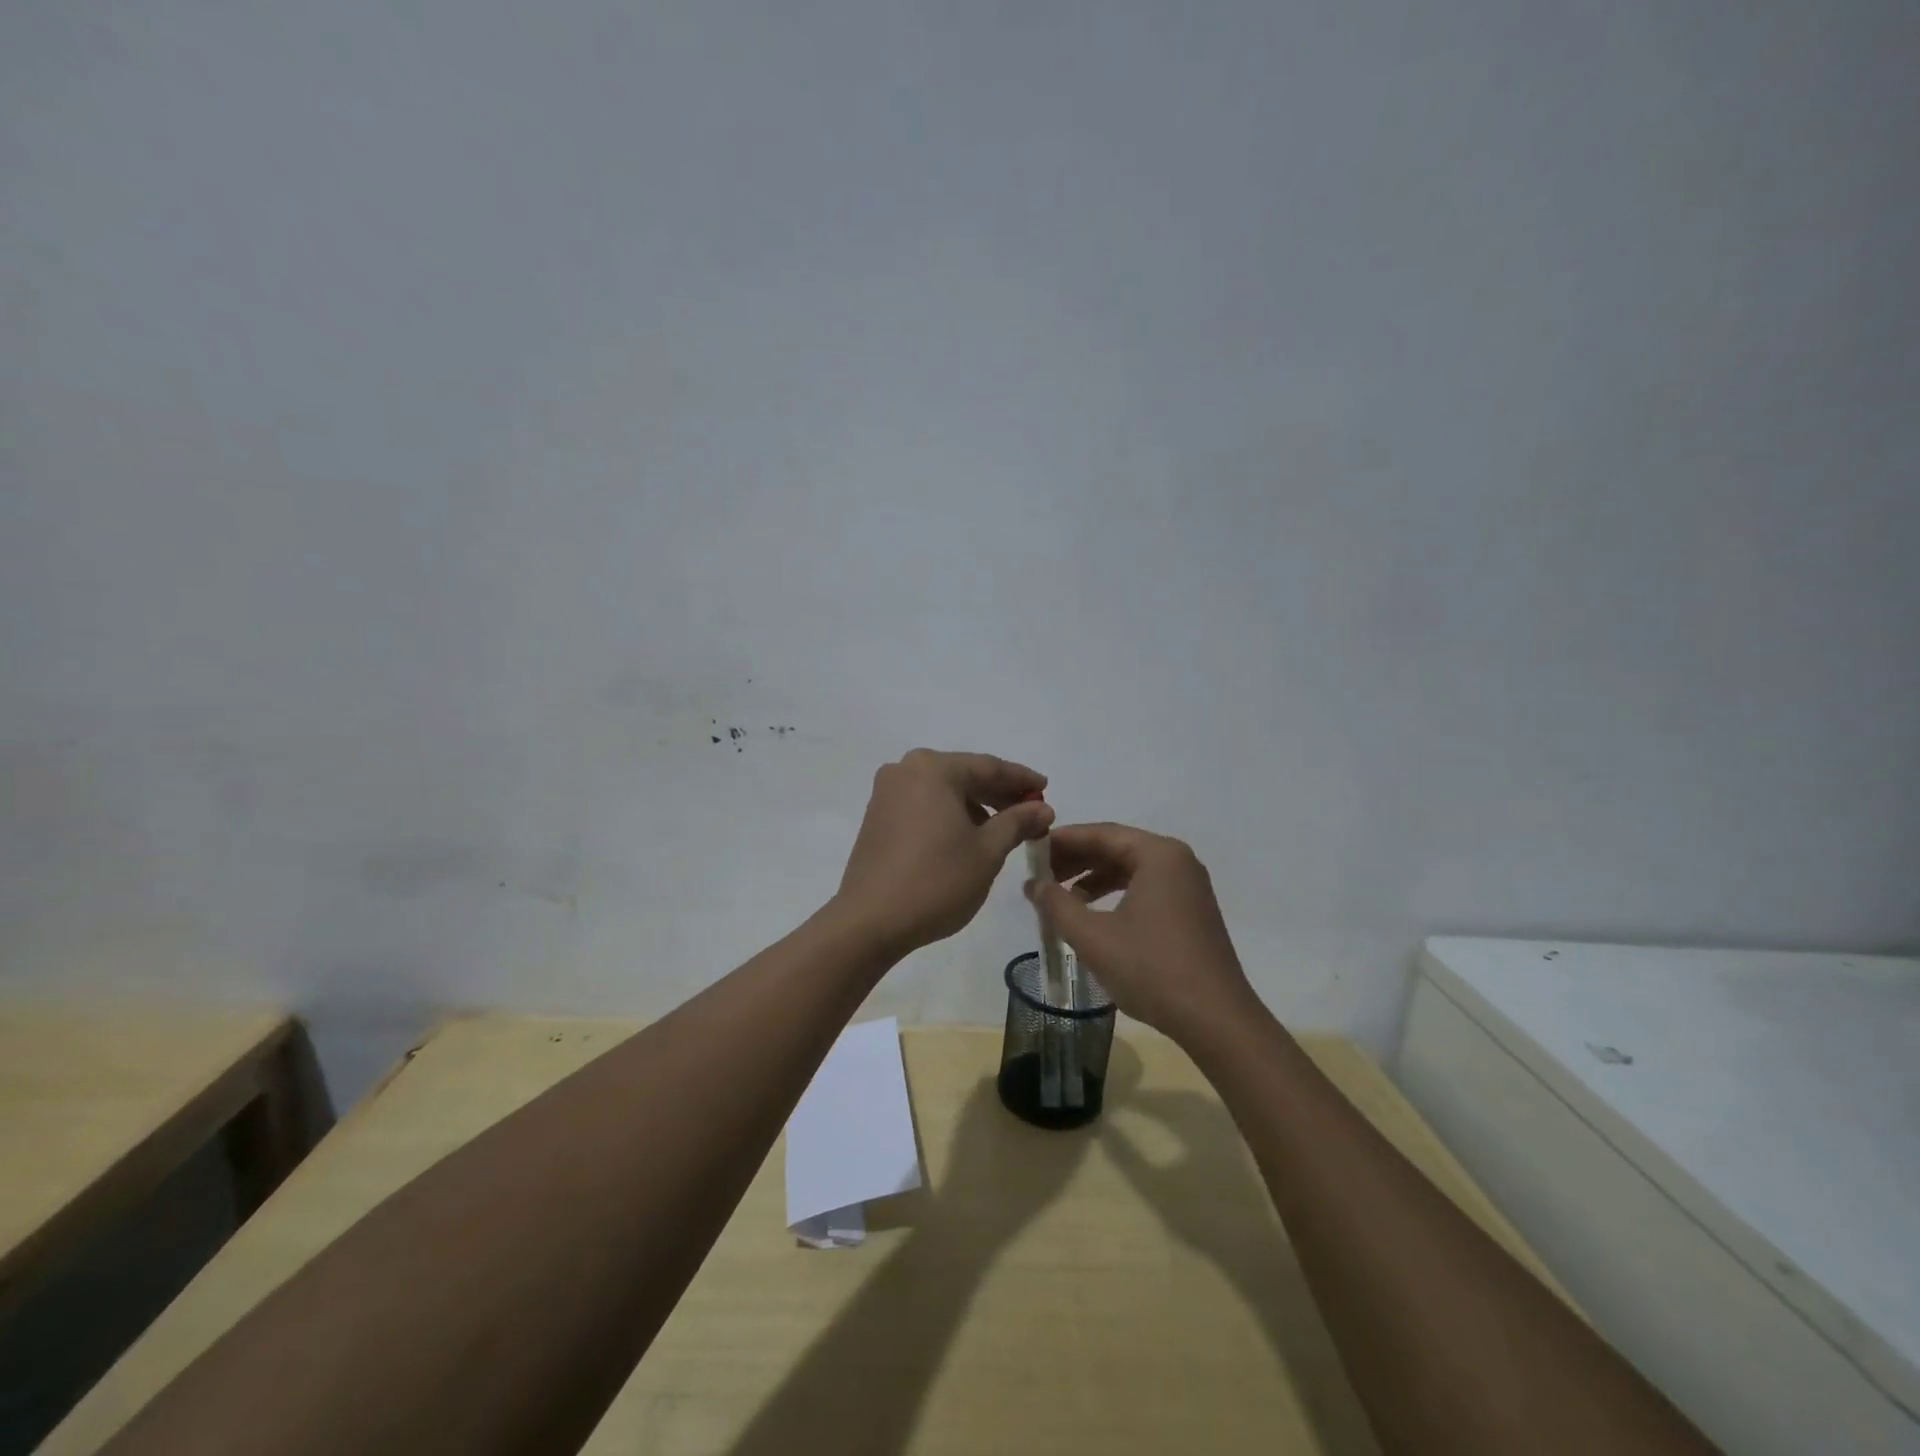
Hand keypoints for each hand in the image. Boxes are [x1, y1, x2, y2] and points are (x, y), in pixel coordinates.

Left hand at [835, 749, 1053, 955]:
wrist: (870, 921)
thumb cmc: (936, 880)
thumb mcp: (987, 851)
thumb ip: (1017, 822)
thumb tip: (1042, 808)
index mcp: (933, 768)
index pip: (989, 766)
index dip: (1022, 780)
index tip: (1046, 790)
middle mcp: (906, 770)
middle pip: (964, 775)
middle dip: (999, 794)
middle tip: (1031, 812)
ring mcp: (887, 793)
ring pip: (943, 791)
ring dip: (975, 805)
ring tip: (1004, 829)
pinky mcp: (877, 816)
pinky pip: (924, 805)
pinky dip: (949, 814)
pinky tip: (968, 837)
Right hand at [1025, 822, 1258, 1042]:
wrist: (1216, 1020)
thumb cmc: (1152, 970)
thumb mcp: (1094, 937)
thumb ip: (1057, 904)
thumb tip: (1033, 884)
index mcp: (1159, 854)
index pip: (1101, 833)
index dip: (1062, 841)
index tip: (1031, 851)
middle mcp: (1177, 861)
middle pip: (1117, 847)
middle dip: (1076, 860)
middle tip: (1040, 875)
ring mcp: (1189, 887)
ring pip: (1131, 869)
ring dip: (1093, 879)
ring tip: (1060, 898)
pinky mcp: (1192, 911)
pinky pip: (1146, 888)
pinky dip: (1115, 895)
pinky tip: (1093, 916)